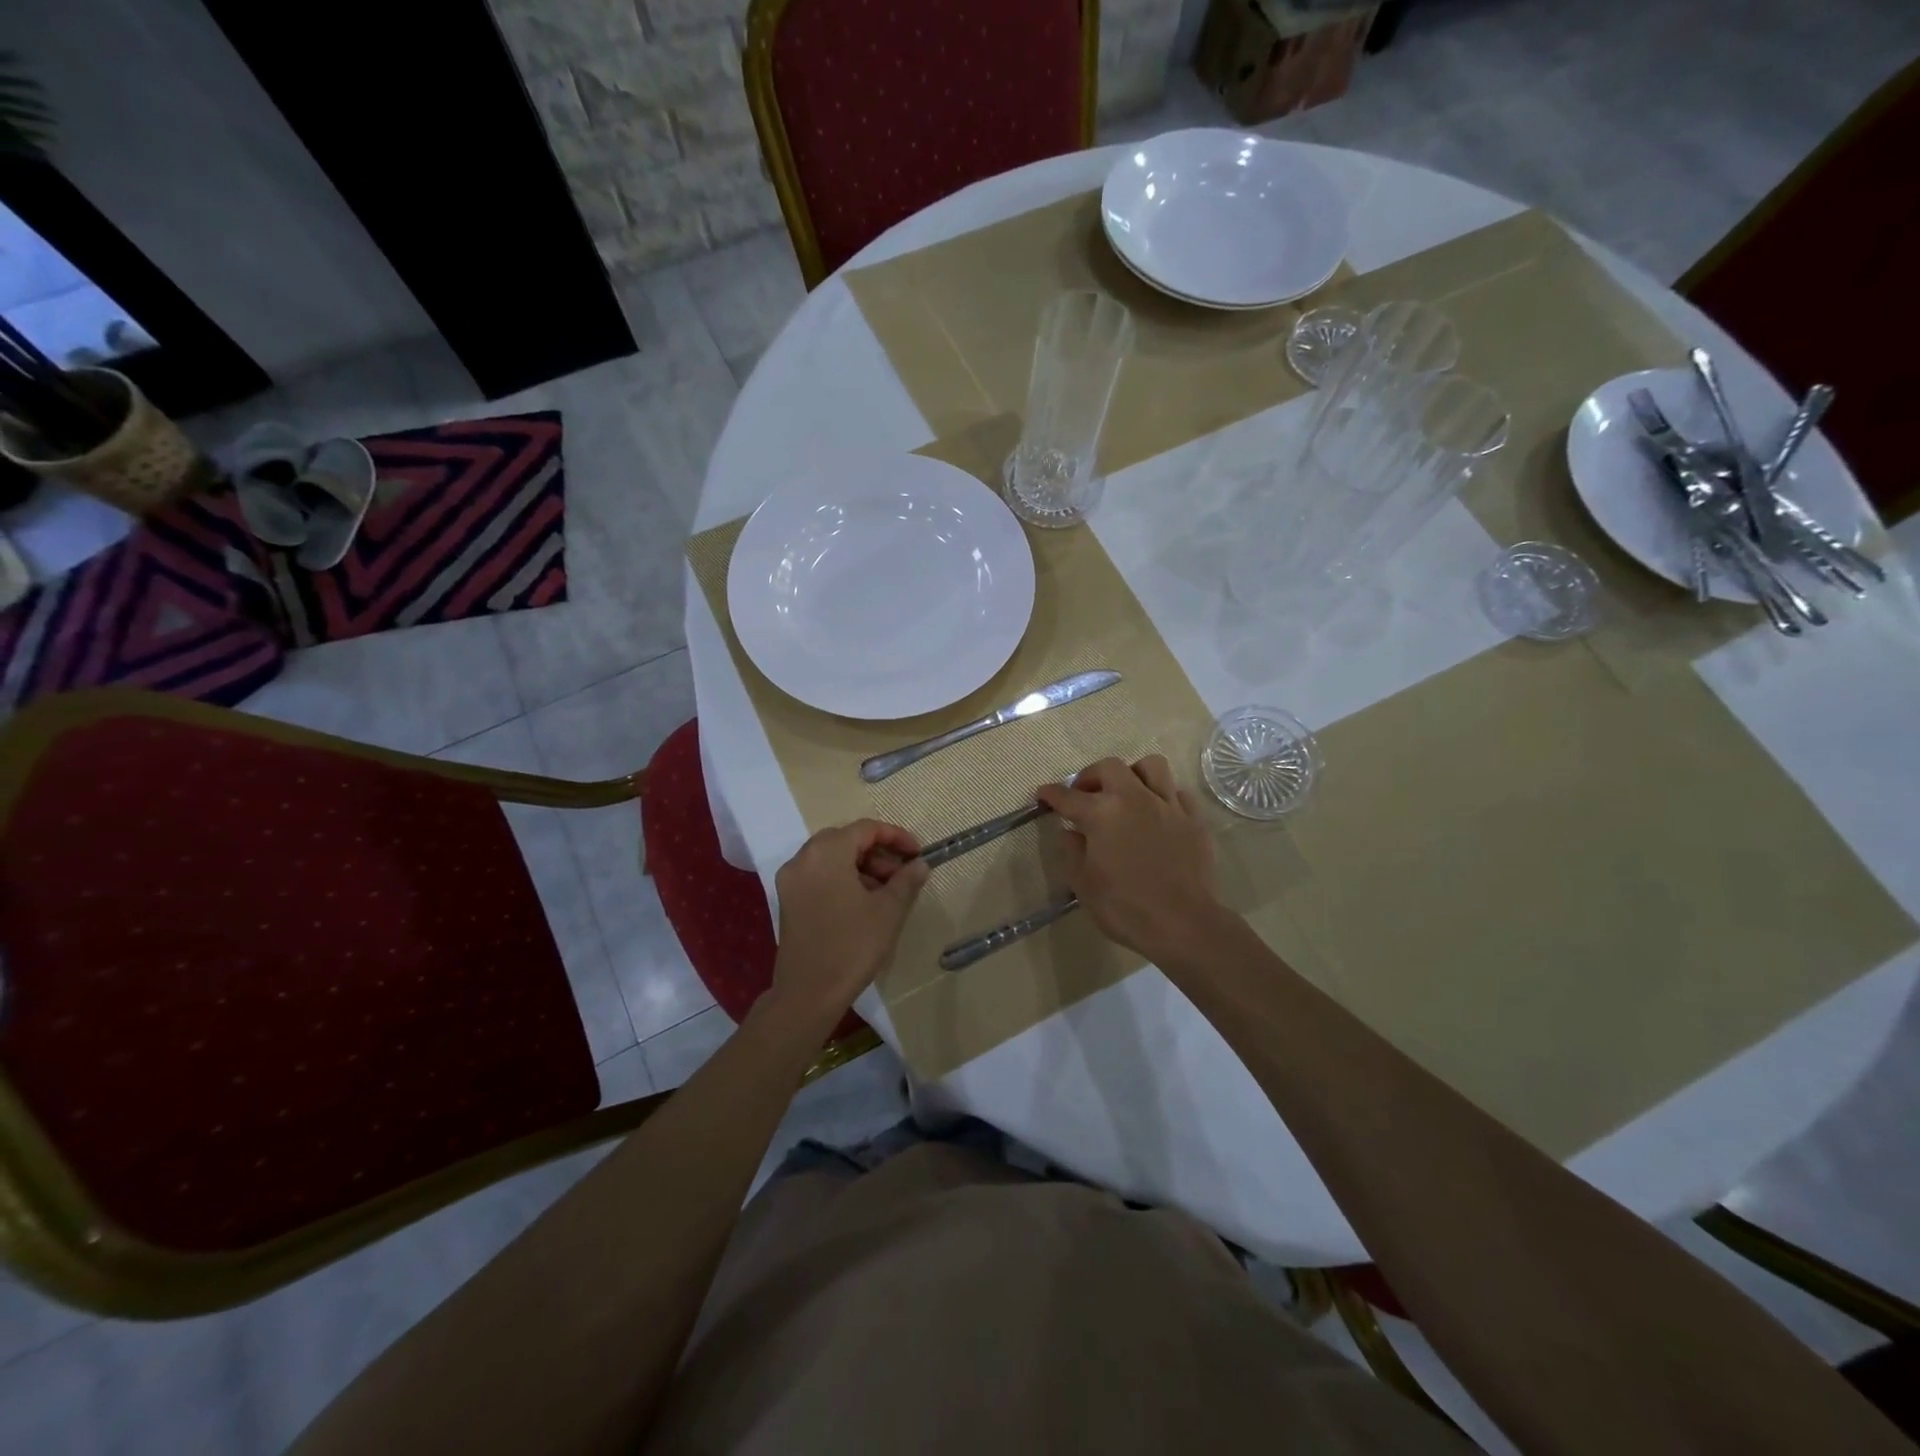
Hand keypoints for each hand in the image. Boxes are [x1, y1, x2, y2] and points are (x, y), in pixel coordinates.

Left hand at [770, 820, 929, 1024]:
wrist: (809, 993)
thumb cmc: (852, 946)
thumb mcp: (888, 911)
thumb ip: (906, 880)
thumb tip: (920, 864)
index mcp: (826, 852)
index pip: (866, 829)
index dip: (896, 837)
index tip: (918, 854)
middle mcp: (803, 858)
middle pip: (846, 840)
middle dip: (878, 853)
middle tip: (902, 874)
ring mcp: (791, 880)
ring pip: (832, 859)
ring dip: (861, 867)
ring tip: (887, 892)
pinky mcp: (788, 900)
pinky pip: (819, 876)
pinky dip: (842, 879)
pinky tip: (863, 903)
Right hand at [1036, 755, 1223, 963]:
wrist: (1183, 924)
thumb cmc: (1125, 908)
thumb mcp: (1084, 885)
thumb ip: (1072, 852)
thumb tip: (1070, 832)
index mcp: (1102, 814)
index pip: (1068, 797)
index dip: (1051, 794)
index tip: (1043, 794)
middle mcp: (1134, 799)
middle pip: (1110, 767)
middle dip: (1091, 775)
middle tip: (1084, 794)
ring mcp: (1167, 806)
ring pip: (1151, 766)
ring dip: (1133, 774)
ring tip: (1126, 793)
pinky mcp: (1193, 819)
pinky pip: (1178, 793)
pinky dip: (1164, 797)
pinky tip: (1158, 814)